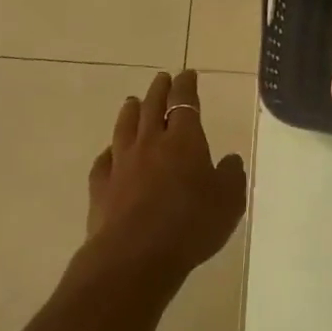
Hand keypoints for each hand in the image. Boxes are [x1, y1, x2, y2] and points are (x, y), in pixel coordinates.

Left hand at [87, 70, 246, 281]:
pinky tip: (110, 152)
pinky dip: (109, 151)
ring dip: (130, 111)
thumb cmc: (190, 225)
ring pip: (125, 126)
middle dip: (158, 90)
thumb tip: (229, 160)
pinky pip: (104, 160)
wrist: (135, 255)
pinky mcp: (101, 186)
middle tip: (161, 79)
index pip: (184, 102)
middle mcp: (150, 142)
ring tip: (132, 101)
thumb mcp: (228, 202)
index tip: (187, 74)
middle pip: (151, 107)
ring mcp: (122, 163)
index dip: (186, 86)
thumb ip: (231, 176)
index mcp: (184, 140)